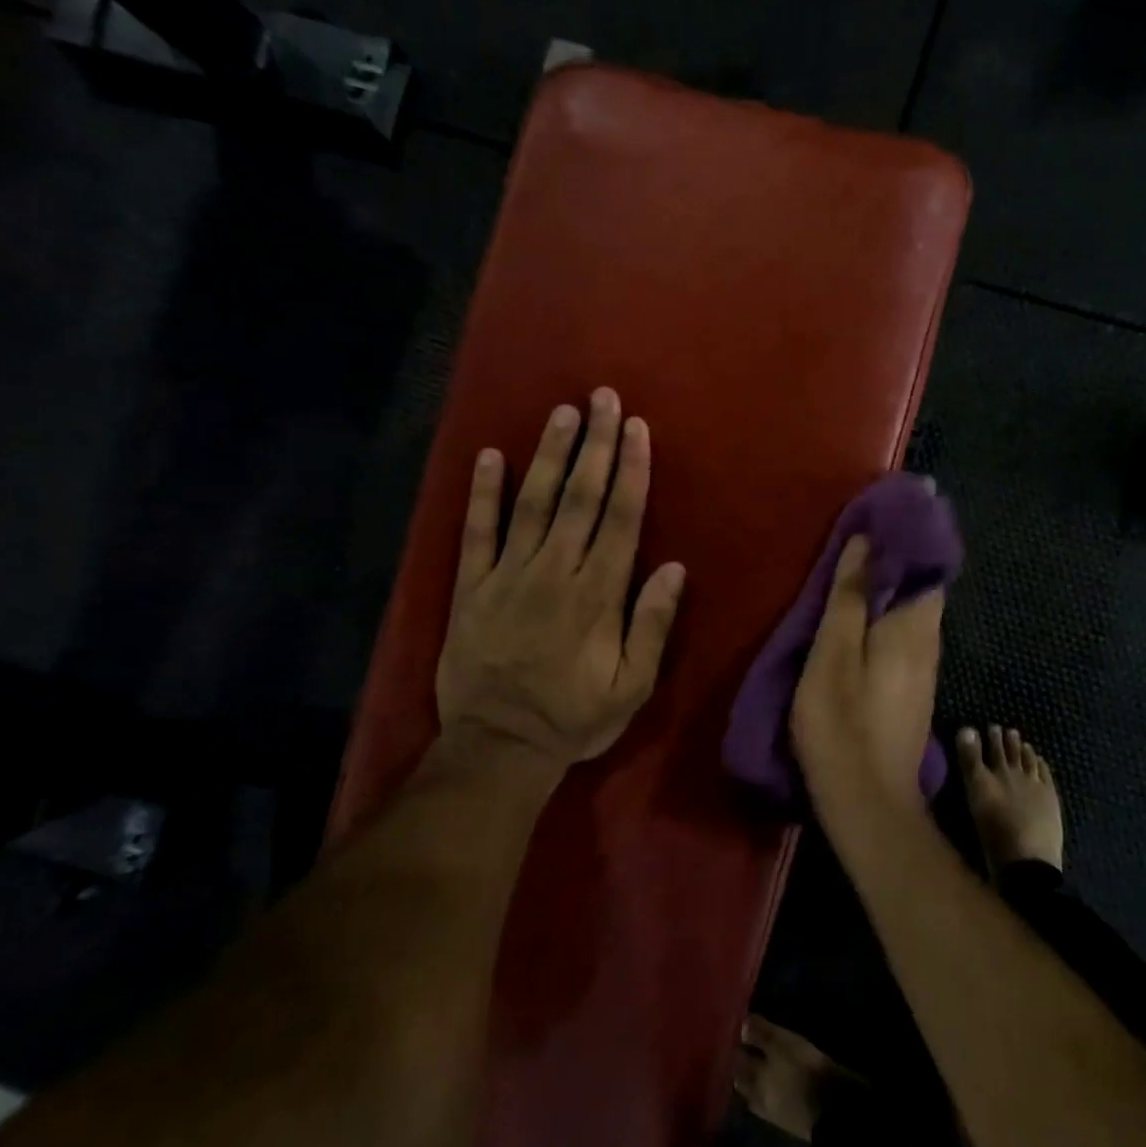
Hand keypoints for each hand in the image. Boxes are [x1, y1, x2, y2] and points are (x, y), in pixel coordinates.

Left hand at [434, 388, 685, 777]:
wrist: (497, 747)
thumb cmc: (572, 718)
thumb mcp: (630, 687)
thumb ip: (652, 626)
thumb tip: (674, 568)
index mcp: (597, 594)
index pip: (620, 519)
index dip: (631, 470)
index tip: (637, 429)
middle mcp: (555, 572)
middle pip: (580, 498)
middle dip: (596, 445)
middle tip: (604, 399)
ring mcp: (508, 575)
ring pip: (533, 503)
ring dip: (550, 455)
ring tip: (563, 414)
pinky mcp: (471, 586)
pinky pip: (476, 532)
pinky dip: (482, 493)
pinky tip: (490, 456)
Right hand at [789, 535, 944, 813]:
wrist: (868, 803)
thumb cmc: (842, 723)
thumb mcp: (832, 654)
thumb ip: (848, 598)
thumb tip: (865, 543)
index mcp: (914, 628)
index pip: (927, 567)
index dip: (907, 540)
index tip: (879, 520)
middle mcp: (929, 644)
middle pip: (920, 590)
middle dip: (895, 563)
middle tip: (856, 543)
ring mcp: (924, 672)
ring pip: (911, 616)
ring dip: (888, 592)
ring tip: (852, 576)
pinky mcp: (912, 693)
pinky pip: (904, 640)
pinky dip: (885, 620)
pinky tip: (859, 625)